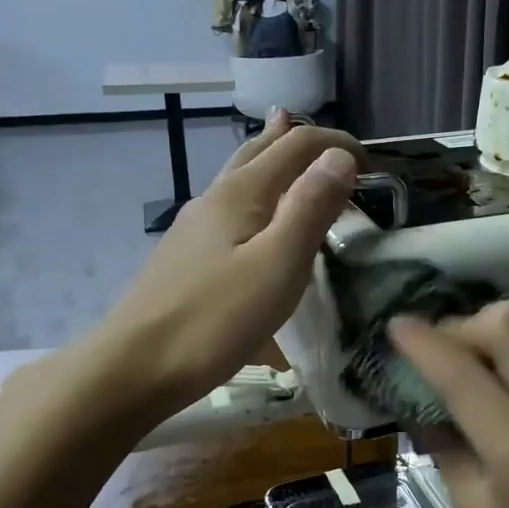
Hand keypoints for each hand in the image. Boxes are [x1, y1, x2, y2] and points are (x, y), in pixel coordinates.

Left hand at [95, 110, 361, 416]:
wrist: (136, 366)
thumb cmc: (216, 320)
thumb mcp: (278, 265)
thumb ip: (310, 208)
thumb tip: (339, 157)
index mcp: (242, 192)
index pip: (296, 145)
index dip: (337, 144)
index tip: (373, 166)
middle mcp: (215, 196)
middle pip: (260, 150)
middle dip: (301, 141)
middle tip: (334, 147)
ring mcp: (195, 226)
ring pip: (240, 176)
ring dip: (273, 160)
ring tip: (289, 149)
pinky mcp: (186, 254)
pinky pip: (231, 207)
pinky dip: (258, 194)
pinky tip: (256, 217)